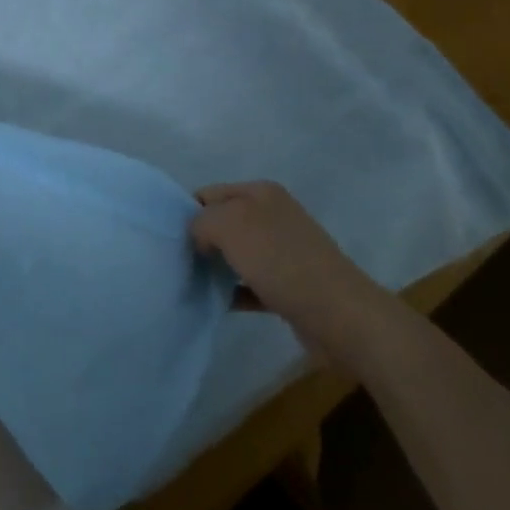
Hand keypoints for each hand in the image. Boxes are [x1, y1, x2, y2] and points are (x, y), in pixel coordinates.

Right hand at [192, 181, 364, 330]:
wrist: (339, 316)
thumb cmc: (281, 261)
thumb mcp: (230, 225)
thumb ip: (202, 221)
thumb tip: (198, 235)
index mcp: (261, 193)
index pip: (210, 193)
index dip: (188, 211)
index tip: (170, 238)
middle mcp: (273, 216)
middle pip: (224, 223)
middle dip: (201, 240)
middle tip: (177, 262)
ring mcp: (284, 252)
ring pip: (237, 254)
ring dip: (216, 268)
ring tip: (190, 284)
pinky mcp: (290, 286)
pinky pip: (251, 285)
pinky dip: (234, 292)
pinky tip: (216, 304)